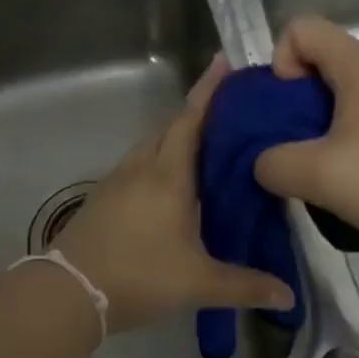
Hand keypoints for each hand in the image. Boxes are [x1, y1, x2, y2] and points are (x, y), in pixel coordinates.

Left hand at [52, 55, 295, 334]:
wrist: (69, 291)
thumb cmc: (139, 275)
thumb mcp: (197, 282)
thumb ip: (244, 285)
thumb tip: (289, 296)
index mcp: (167, 174)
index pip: (191, 119)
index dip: (209, 90)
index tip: (224, 61)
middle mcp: (142, 166)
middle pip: (171, 126)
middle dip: (198, 112)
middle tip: (231, 109)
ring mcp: (118, 180)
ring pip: (153, 145)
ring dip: (177, 136)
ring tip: (208, 144)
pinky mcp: (105, 196)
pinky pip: (139, 164)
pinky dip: (160, 159)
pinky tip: (173, 181)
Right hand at [253, 17, 358, 262]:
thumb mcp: (319, 176)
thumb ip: (273, 163)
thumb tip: (265, 161)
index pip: (301, 28)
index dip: (280, 62)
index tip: (287, 109)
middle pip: (319, 57)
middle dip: (293, 97)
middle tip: (294, 142)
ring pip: (339, 87)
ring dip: (317, 119)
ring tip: (319, 161)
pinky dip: (343, 130)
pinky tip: (348, 171)